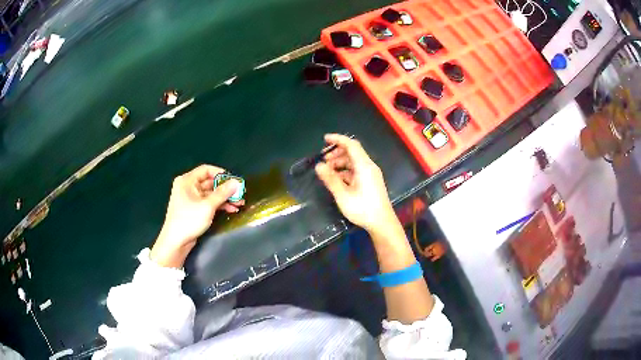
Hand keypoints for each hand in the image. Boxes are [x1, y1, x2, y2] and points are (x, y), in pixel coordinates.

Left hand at [151, 165, 244, 267]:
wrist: (176, 242)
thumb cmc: (189, 220)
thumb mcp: (207, 206)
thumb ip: (222, 193)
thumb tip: (236, 182)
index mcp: (187, 181)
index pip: (206, 170)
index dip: (221, 174)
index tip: (234, 181)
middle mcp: (188, 186)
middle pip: (210, 182)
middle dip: (226, 189)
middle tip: (240, 194)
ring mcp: (191, 198)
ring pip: (211, 194)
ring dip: (224, 198)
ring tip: (239, 204)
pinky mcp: (194, 209)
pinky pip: (208, 202)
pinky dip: (219, 205)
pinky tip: (231, 210)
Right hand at [315, 134, 396, 235]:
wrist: (382, 223)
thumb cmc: (363, 209)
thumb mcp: (343, 195)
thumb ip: (331, 179)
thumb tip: (318, 166)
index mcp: (364, 166)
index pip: (351, 145)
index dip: (338, 139)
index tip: (324, 139)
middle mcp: (369, 166)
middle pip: (352, 153)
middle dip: (336, 153)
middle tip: (323, 161)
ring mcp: (371, 174)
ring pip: (354, 162)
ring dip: (340, 163)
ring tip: (327, 172)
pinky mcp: (370, 182)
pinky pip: (356, 171)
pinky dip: (345, 171)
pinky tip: (336, 180)